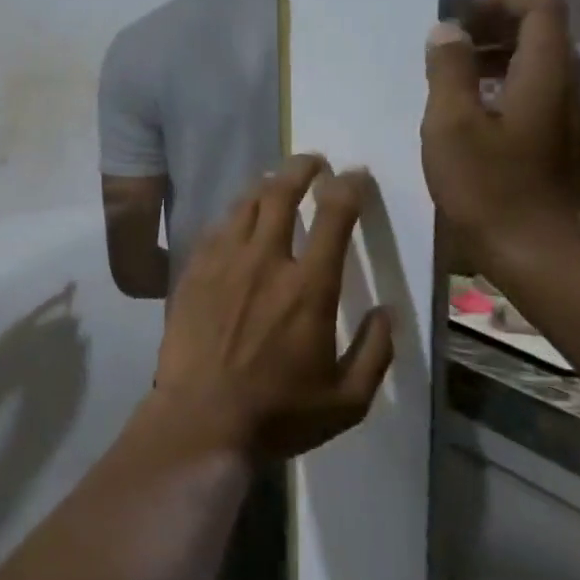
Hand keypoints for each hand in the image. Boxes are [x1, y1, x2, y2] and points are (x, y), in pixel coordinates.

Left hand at [148, 154, 393, 461]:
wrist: (201, 418)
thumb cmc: (278, 413)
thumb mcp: (348, 399)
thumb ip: (376, 351)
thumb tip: (387, 311)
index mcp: (309, 287)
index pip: (334, 217)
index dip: (348, 188)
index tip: (355, 176)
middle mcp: (265, 261)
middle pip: (280, 193)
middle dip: (301, 168)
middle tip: (313, 161)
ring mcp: (222, 262)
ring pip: (243, 204)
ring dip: (265, 186)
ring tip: (276, 182)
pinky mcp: (193, 271)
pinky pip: (215, 228)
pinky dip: (233, 214)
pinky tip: (238, 219)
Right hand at [421, 0, 579, 278]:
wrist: (539, 255)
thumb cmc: (488, 187)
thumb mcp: (451, 124)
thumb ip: (449, 70)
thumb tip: (448, 30)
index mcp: (547, 75)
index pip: (541, 8)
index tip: (459, 12)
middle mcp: (572, 88)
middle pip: (545, 33)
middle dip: (496, 25)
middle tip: (449, 41)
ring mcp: (576, 119)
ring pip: (543, 65)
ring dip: (500, 56)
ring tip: (454, 76)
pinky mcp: (569, 145)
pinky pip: (542, 94)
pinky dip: (509, 85)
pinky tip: (476, 113)